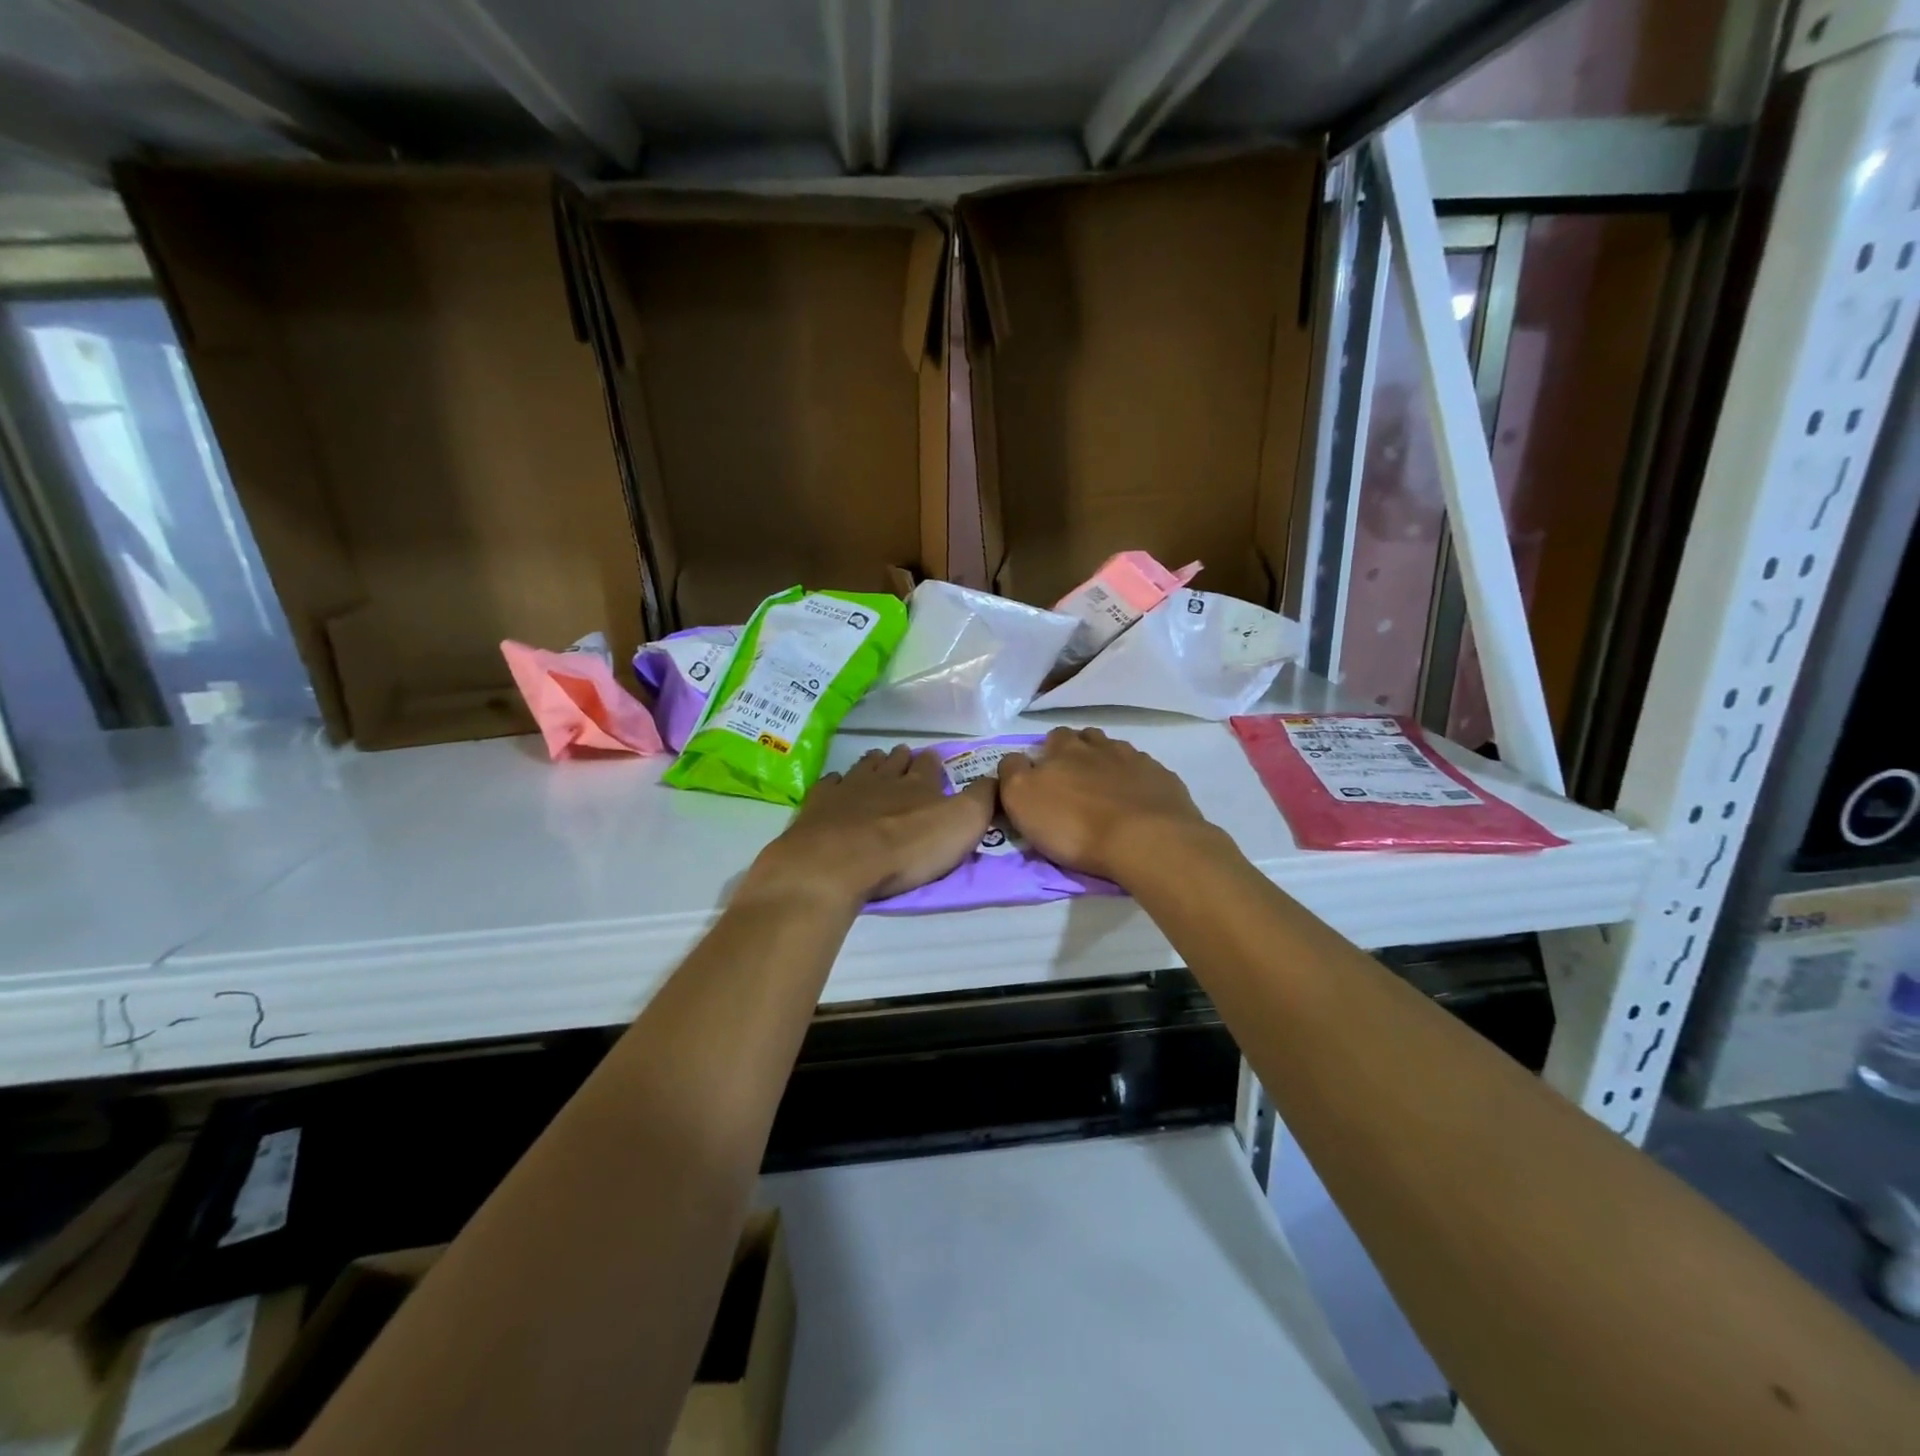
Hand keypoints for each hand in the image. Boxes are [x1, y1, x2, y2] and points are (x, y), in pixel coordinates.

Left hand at [746, 746, 995, 906]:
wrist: (839, 861)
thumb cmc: (907, 846)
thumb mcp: (963, 823)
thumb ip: (984, 798)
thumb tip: (999, 775)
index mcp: (919, 784)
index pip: (929, 765)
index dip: (932, 762)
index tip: (933, 759)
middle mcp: (884, 778)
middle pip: (894, 762)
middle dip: (901, 759)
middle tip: (904, 757)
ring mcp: (847, 789)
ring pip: (862, 768)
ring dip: (871, 764)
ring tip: (875, 761)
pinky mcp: (819, 805)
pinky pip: (829, 785)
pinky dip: (836, 783)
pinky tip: (836, 784)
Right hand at [998, 727, 1214, 883]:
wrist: (1147, 840)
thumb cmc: (1075, 826)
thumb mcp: (1023, 801)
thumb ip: (1012, 773)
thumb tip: (1014, 761)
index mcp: (1061, 750)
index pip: (1042, 742)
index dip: (1036, 759)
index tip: (1036, 779)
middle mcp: (1096, 746)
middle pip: (1079, 738)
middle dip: (1072, 751)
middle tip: (1069, 779)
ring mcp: (1133, 759)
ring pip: (1112, 748)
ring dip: (1103, 759)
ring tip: (1102, 784)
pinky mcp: (1161, 777)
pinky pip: (1143, 769)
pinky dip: (1134, 778)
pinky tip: (1135, 797)